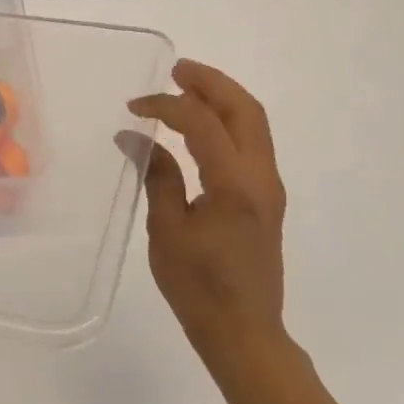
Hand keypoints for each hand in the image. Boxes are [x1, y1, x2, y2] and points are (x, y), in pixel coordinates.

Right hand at [127, 60, 287, 358]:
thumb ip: (157, 176)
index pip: (203, 123)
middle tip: (175, 69)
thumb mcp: (167, 230)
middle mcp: (261, 178)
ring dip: (222, 98)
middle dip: (211, 82)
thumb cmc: (199, 286)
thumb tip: (135, 137)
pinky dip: (227, 121)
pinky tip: (200, 124)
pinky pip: (251, 142)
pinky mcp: (266, 198)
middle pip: (245, 110)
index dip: (167, 105)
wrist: (245, 333)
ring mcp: (269, 187)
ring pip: (254, 123)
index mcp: (235, 185)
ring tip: (186, 85)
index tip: (134, 107)